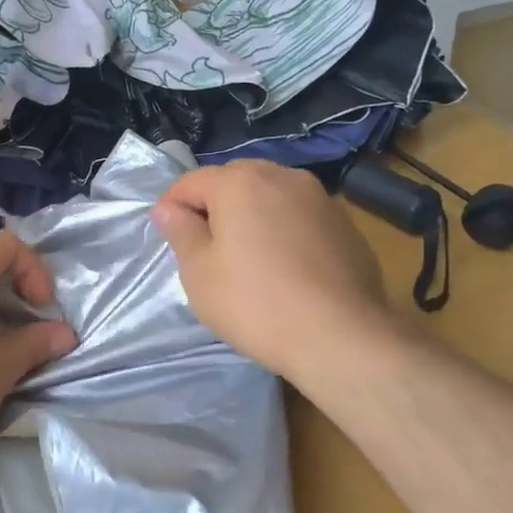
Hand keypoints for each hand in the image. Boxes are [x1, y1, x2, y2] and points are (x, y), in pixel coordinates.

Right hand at [151, 161, 386, 379]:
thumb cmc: (255, 303)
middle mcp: (282, 176)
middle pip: (234, 181)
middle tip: (206, 248)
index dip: (172, 207)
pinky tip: (286, 268)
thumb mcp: (199, 273)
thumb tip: (168, 209)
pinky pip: (300, 217)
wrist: (340, 336)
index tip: (168, 236)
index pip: (191, 182)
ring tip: (248, 256)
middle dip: (215, 206)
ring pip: (271, 196)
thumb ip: (181, 232)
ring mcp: (320, 198)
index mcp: (239, 182)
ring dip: (252, 215)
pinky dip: (284, 230)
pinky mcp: (345, 224)